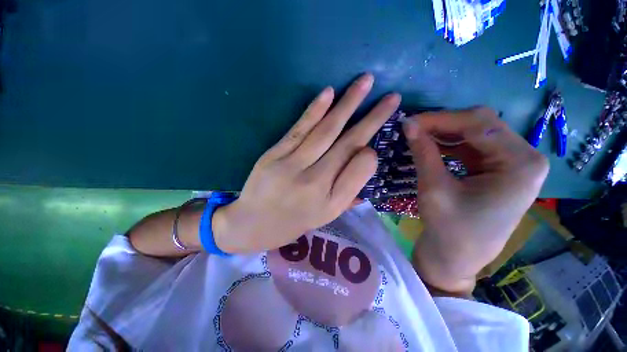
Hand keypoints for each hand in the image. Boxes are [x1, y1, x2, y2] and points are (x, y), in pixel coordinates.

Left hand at [213, 74, 400, 253]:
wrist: (251, 225)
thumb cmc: (292, 223)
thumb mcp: (325, 217)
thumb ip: (348, 194)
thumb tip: (366, 166)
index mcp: (331, 202)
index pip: (361, 169)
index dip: (370, 153)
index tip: (371, 146)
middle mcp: (315, 183)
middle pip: (348, 144)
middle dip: (372, 118)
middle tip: (391, 97)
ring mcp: (292, 166)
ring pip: (326, 131)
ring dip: (348, 104)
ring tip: (366, 81)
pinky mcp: (274, 154)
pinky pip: (299, 129)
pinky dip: (315, 110)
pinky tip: (330, 93)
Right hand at [403, 107, 548, 294]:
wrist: (455, 259)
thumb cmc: (448, 230)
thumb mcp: (433, 188)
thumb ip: (423, 151)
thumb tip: (408, 124)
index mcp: (521, 164)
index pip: (478, 124)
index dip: (439, 119)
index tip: (408, 121)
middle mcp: (525, 158)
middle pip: (481, 125)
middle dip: (443, 124)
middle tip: (411, 128)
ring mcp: (513, 164)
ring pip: (476, 134)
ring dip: (444, 133)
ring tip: (417, 135)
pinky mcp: (499, 170)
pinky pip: (473, 147)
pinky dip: (449, 144)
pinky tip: (430, 144)